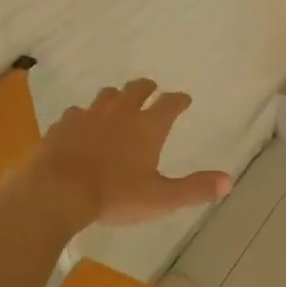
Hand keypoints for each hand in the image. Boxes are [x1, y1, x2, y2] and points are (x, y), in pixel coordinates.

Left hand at [33, 79, 232, 228]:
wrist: (57, 192)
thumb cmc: (115, 196)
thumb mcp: (161, 198)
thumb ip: (194, 189)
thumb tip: (229, 180)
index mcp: (148, 126)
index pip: (170, 103)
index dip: (179, 100)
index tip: (184, 99)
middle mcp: (120, 113)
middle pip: (137, 89)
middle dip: (147, 88)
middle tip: (152, 90)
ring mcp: (89, 115)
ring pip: (106, 95)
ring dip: (116, 97)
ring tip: (118, 103)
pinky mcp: (63, 125)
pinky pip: (77, 113)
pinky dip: (84, 116)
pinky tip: (81, 125)